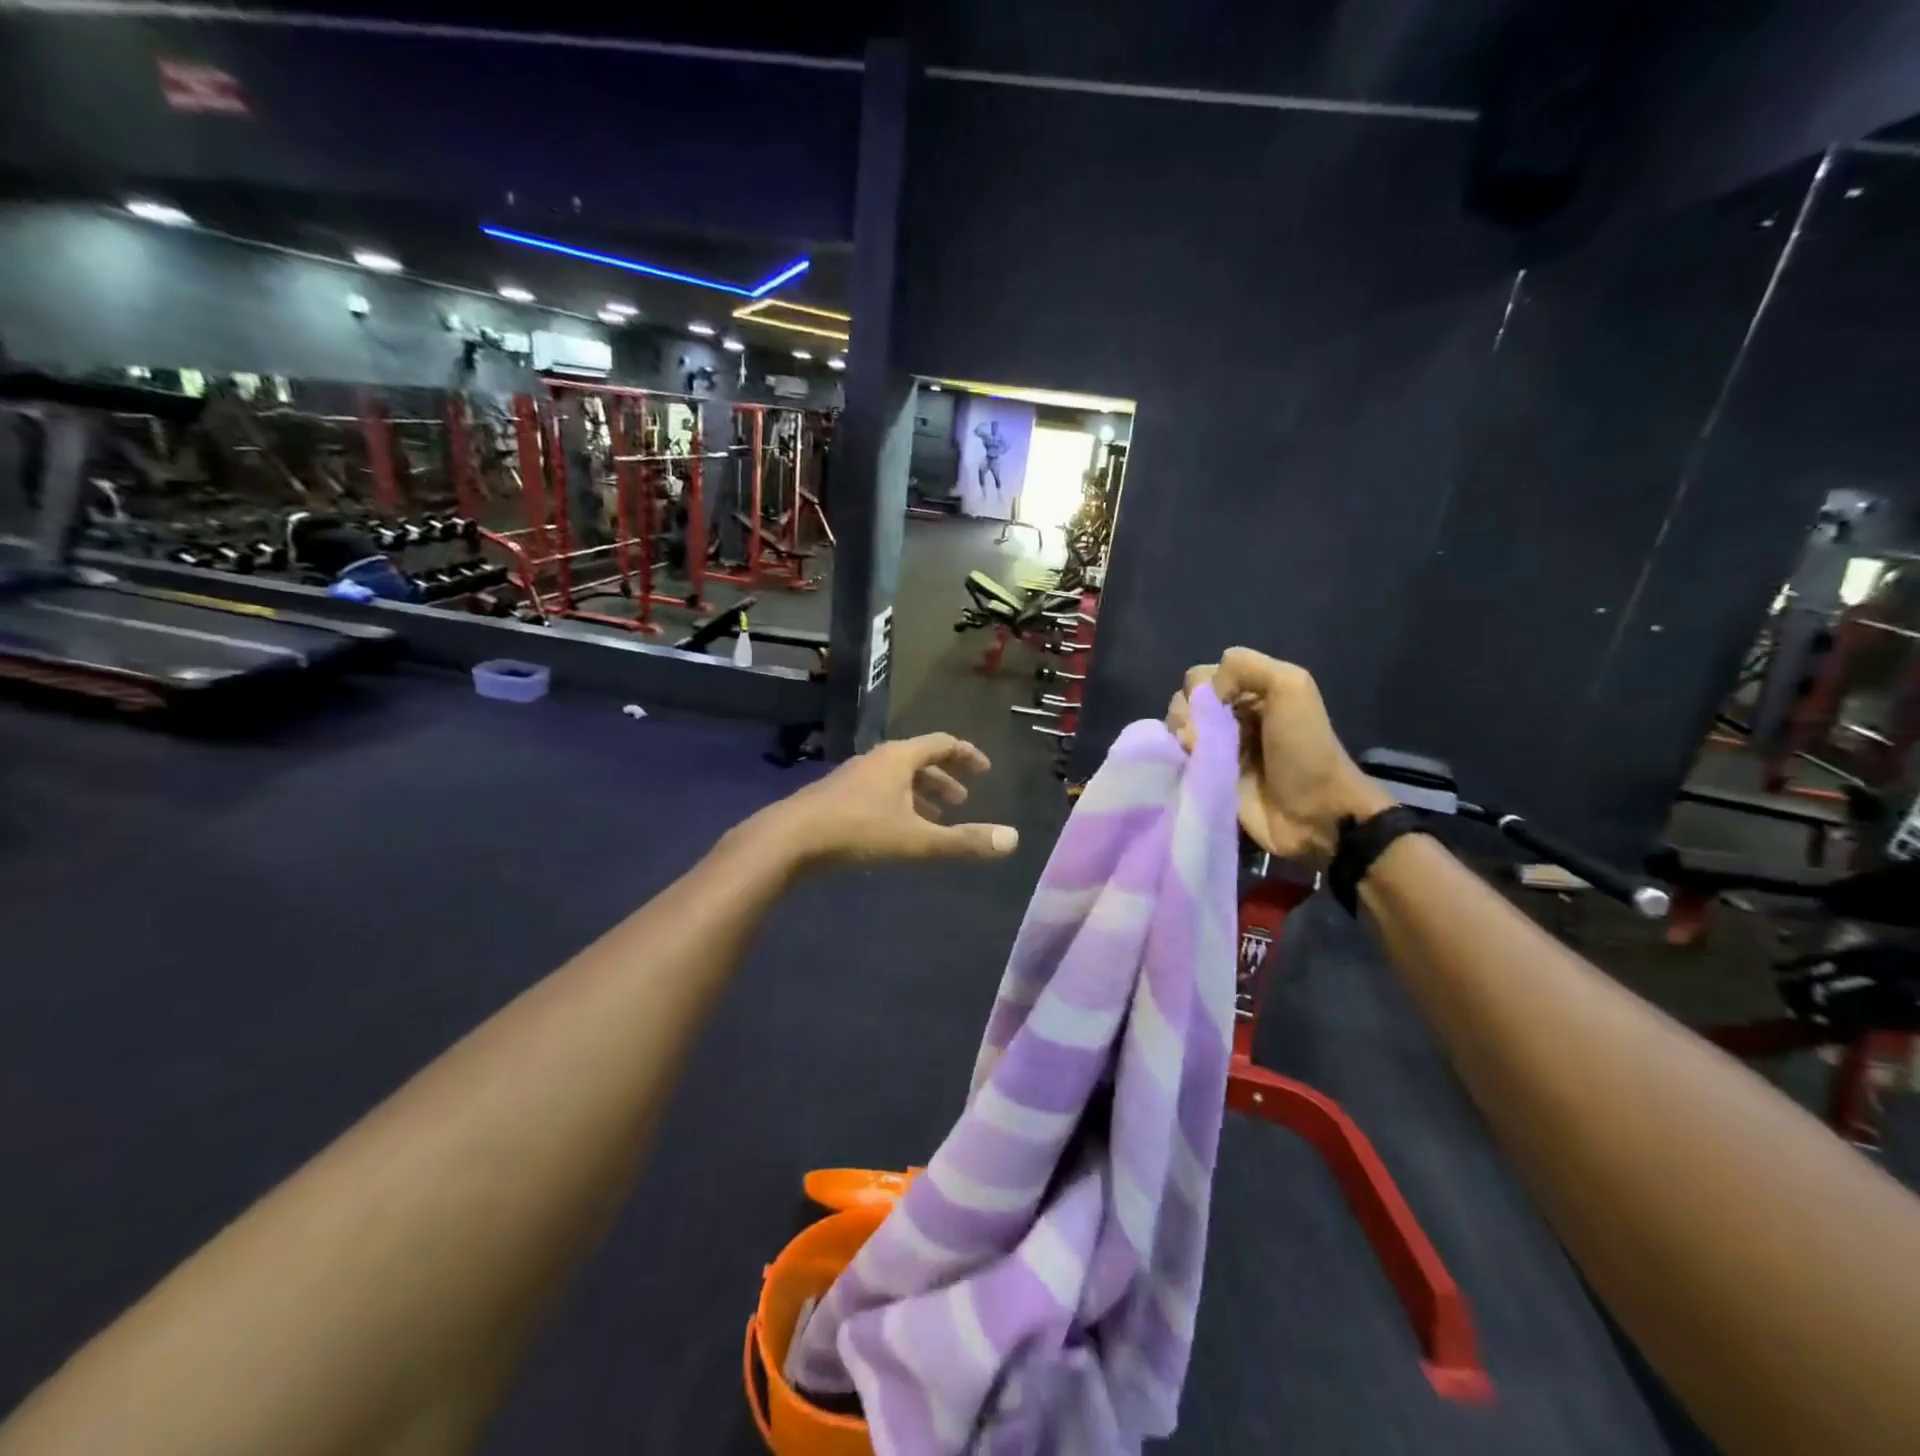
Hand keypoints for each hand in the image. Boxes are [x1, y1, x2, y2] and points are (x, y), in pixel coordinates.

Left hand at [759, 733, 1019, 866]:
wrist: (791, 838)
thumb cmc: (859, 831)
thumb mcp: (917, 839)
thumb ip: (963, 841)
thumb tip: (1013, 839)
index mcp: (899, 758)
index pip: (942, 744)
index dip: (967, 755)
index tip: (985, 769)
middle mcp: (877, 759)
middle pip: (918, 759)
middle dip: (944, 778)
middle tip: (962, 800)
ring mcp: (854, 775)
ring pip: (896, 777)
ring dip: (920, 793)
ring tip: (935, 816)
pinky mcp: (837, 795)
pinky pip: (879, 790)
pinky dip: (898, 803)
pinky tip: (896, 829)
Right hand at [1167, 648, 1391, 861]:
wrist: (1314, 813)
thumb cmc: (1304, 748)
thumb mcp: (1291, 686)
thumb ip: (1244, 667)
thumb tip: (1200, 696)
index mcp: (1249, 692)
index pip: (1200, 676)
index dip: (1202, 688)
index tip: (1220, 706)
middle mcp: (1228, 717)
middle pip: (1183, 702)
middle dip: (1185, 713)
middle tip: (1202, 735)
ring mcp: (1215, 750)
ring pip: (1175, 730)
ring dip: (1179, 737)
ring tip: (1196, 753)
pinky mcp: (1204, 779)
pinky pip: (1175, 761)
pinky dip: (1175, 759)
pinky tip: (1189, 766)